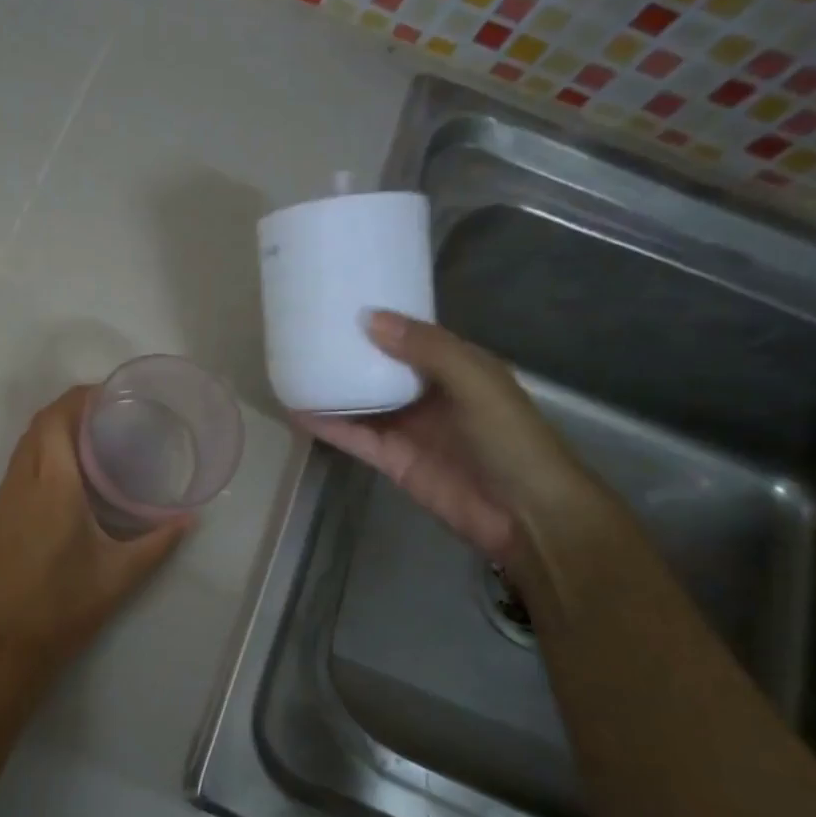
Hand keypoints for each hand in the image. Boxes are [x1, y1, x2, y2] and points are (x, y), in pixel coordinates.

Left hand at [0, 387, 189, 692]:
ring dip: (47, 436)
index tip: (105, 395)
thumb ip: (159, 541)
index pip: (54, 420)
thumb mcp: (121, 575)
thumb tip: (190, 518)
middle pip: (36, 427)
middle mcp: (20, 485)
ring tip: (84, 445)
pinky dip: (35, 462)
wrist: (7, 648)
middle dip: (65, 411)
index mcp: (53, 489)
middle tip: (101, 418)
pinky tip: (58, 484)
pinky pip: (13, 475)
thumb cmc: (67, 608)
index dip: (76, 398)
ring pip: (21, 450)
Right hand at [295, 312, 603, 570]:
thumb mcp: (477, 383)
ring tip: (290, 365)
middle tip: (304, 330)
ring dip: (331, 386)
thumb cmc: (512, 440)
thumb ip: (428, 350)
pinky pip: (353, 436)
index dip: (381, 321)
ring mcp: (407, 428)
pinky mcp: (390, 459)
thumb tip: (369, 318)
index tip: (340, 301)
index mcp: (457, 368)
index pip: (411, 337)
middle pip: (380, 368)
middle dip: (349, 352)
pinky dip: (327, 424)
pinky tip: (296, 409)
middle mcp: (428, 394)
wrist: (526, 515)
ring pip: (361, 400)